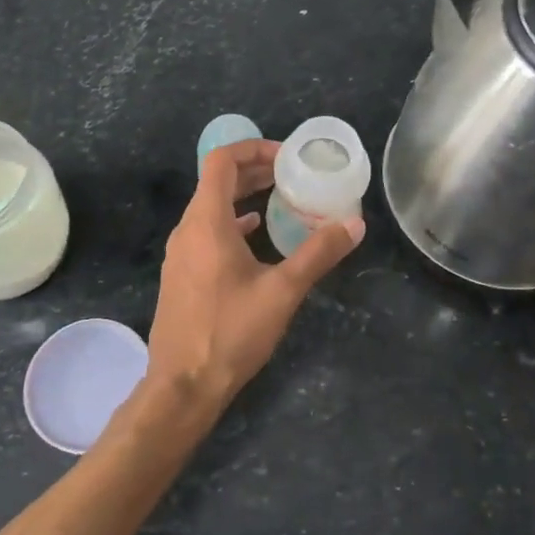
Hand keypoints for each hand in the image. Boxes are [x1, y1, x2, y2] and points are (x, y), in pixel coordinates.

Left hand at [146, 139, 362, 407]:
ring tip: (281, 198)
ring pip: (211, 207)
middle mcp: (187, 229)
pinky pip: (207, 232)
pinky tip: (256, 235)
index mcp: (206, 222)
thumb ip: (318, 254)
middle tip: (292, 173)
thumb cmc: (230, 333)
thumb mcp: (282, 292)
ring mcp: (180, 253)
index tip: (286, 156)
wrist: (182, 386)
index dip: (253, 148)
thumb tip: (354, 225)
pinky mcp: (181, 274)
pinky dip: (233, 223)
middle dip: (254, 170)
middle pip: (216, 181)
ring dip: (244, 196)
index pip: (221, 161)